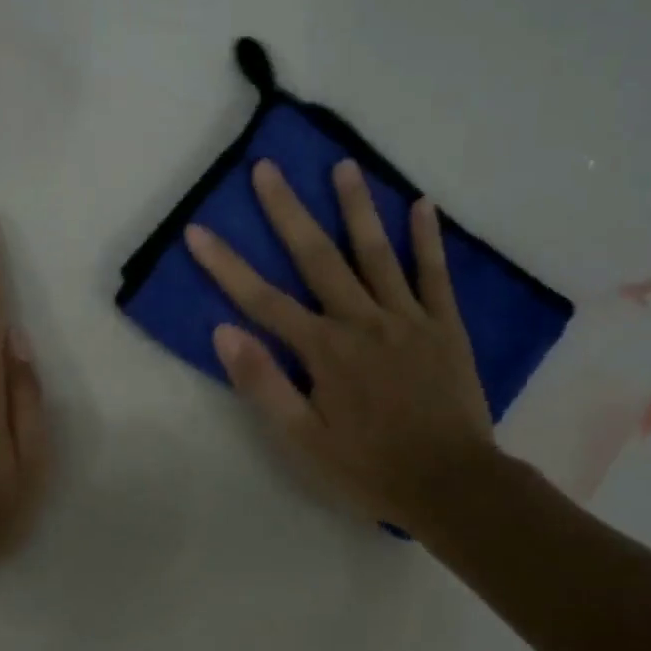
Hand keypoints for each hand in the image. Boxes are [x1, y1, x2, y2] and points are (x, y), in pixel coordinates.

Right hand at [184, 159, 494, 534]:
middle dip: (287, 211)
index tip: (197, 230)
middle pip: (317, 257)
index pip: (262, 299)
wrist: (452, 486)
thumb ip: (264, 384)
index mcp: (324, 350)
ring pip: (377, 253)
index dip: (226, 265)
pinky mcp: (445, 327)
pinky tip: (422, 205)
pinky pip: (435, 275)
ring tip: (343, 165)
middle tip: (267, 167)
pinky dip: (428, 240)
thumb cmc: (369, 469)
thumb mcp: (303, 441)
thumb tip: (224, 332)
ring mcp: (408, 319)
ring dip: (357, 207)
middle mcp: (362, 321)